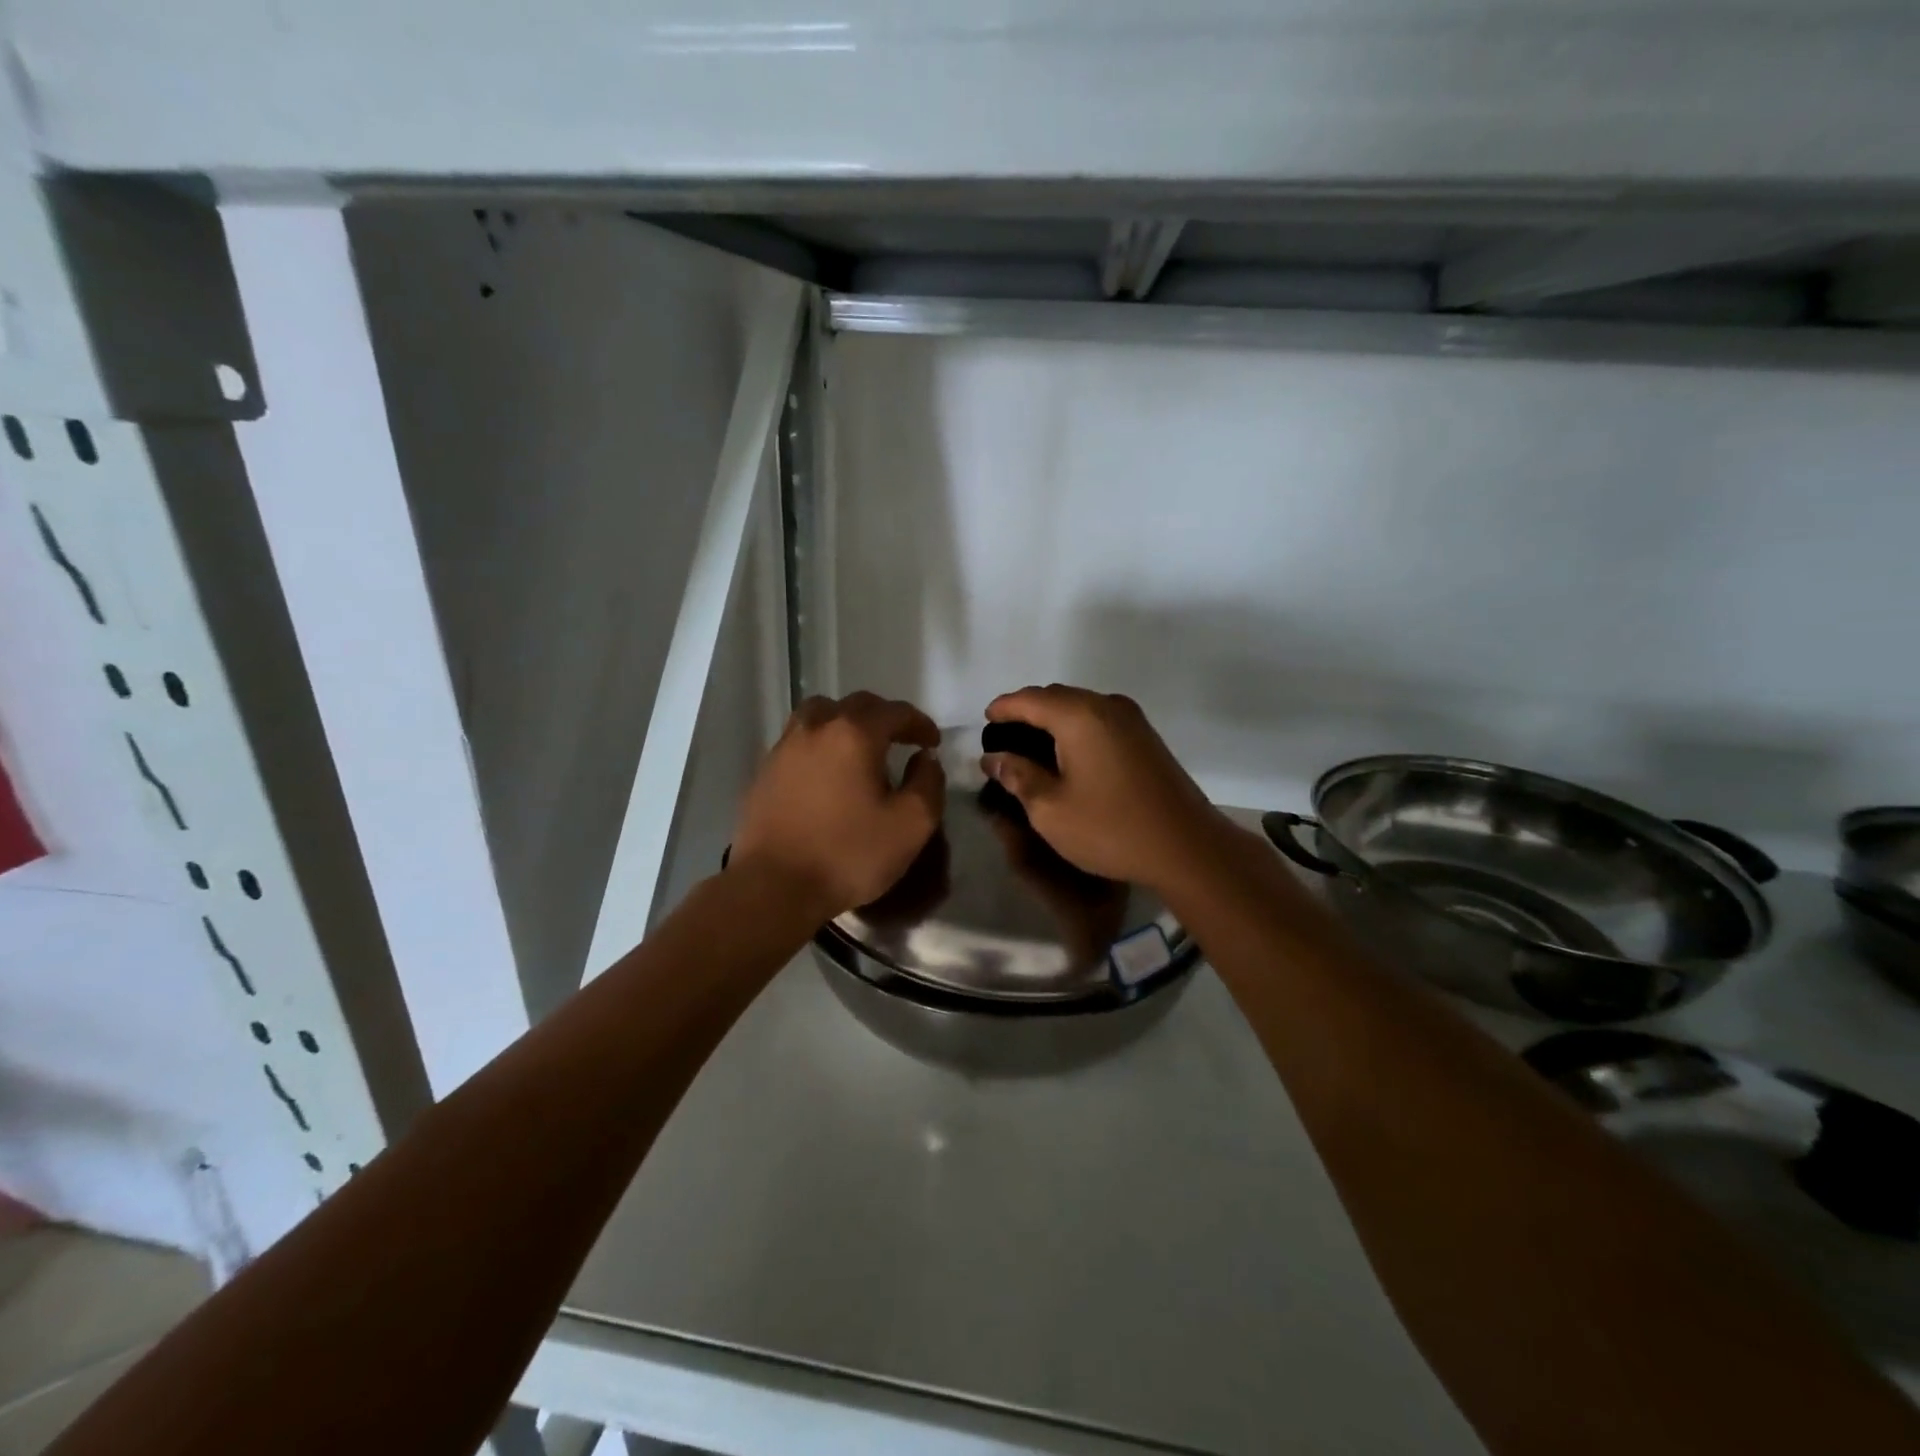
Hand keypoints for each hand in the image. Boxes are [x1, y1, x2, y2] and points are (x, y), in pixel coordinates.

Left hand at [731, 692, 944, 918]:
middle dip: (885, 718)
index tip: (933, 743)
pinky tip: (828, 773)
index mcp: (854, 734)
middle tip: (901, 740)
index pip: (895, 712)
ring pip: (820, 715)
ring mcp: (784, 748)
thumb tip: (925, 759)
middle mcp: (816, 728)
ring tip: (860, 748)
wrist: (773, 887)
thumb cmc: (848, 854)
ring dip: (846, 723)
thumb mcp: (911, 825)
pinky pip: (799, 741)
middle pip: (856, 705)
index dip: (919, 724)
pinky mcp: (765, 772)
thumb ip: (928, 783)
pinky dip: (821, 744)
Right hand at [981, 685, 1225, 892]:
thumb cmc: (1111, 828)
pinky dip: (1076, 730)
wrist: (1187, 847)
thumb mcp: (1050, 809)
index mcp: (1079, 716)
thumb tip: (994, 758)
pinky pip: (1099, 720)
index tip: (984, 722)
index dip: (1003, 708)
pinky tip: (1067, 756)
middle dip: (1026, 712)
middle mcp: (1107, 706)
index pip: (1029, 699)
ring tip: (1031, 748)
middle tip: (1004, 739)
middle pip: (1056, 697)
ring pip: (1080, 707)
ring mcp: (1132, 720)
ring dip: (1053, 720)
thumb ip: (1018, 776)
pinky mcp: (1146, 738)